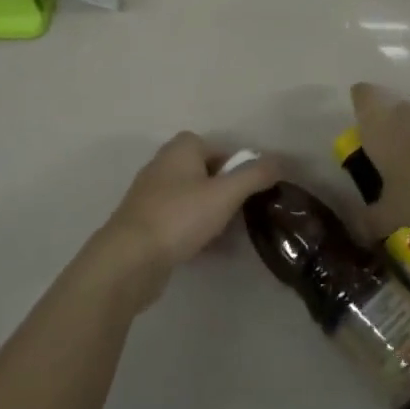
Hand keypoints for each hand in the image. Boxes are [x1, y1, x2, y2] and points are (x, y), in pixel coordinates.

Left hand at [79, 133, 279, 310]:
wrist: (129, 260)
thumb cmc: (179, 217)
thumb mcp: (226, 193)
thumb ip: (256, 175)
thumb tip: (280, 161)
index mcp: (181, 149)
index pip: (219, 148)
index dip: (239, 167)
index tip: (252, 191)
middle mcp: (163, 165)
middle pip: (206, 173)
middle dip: (227, 192)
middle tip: (244, 213)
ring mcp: (151, 196)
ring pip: (193, 199)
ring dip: (213, 214)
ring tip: (230, 235)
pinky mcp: (145, 224)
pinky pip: (180, 221)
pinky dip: (196, 231)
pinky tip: (211, 251)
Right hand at [349, 83, 409, 231]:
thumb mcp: (391, 214)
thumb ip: (371, 220)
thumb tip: (359, 234)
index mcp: (379, 125)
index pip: (363, 96)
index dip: (363, 104)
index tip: (367, 125)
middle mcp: (407, 111)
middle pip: (397, 110)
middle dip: (398, 131)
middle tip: (400, 163)